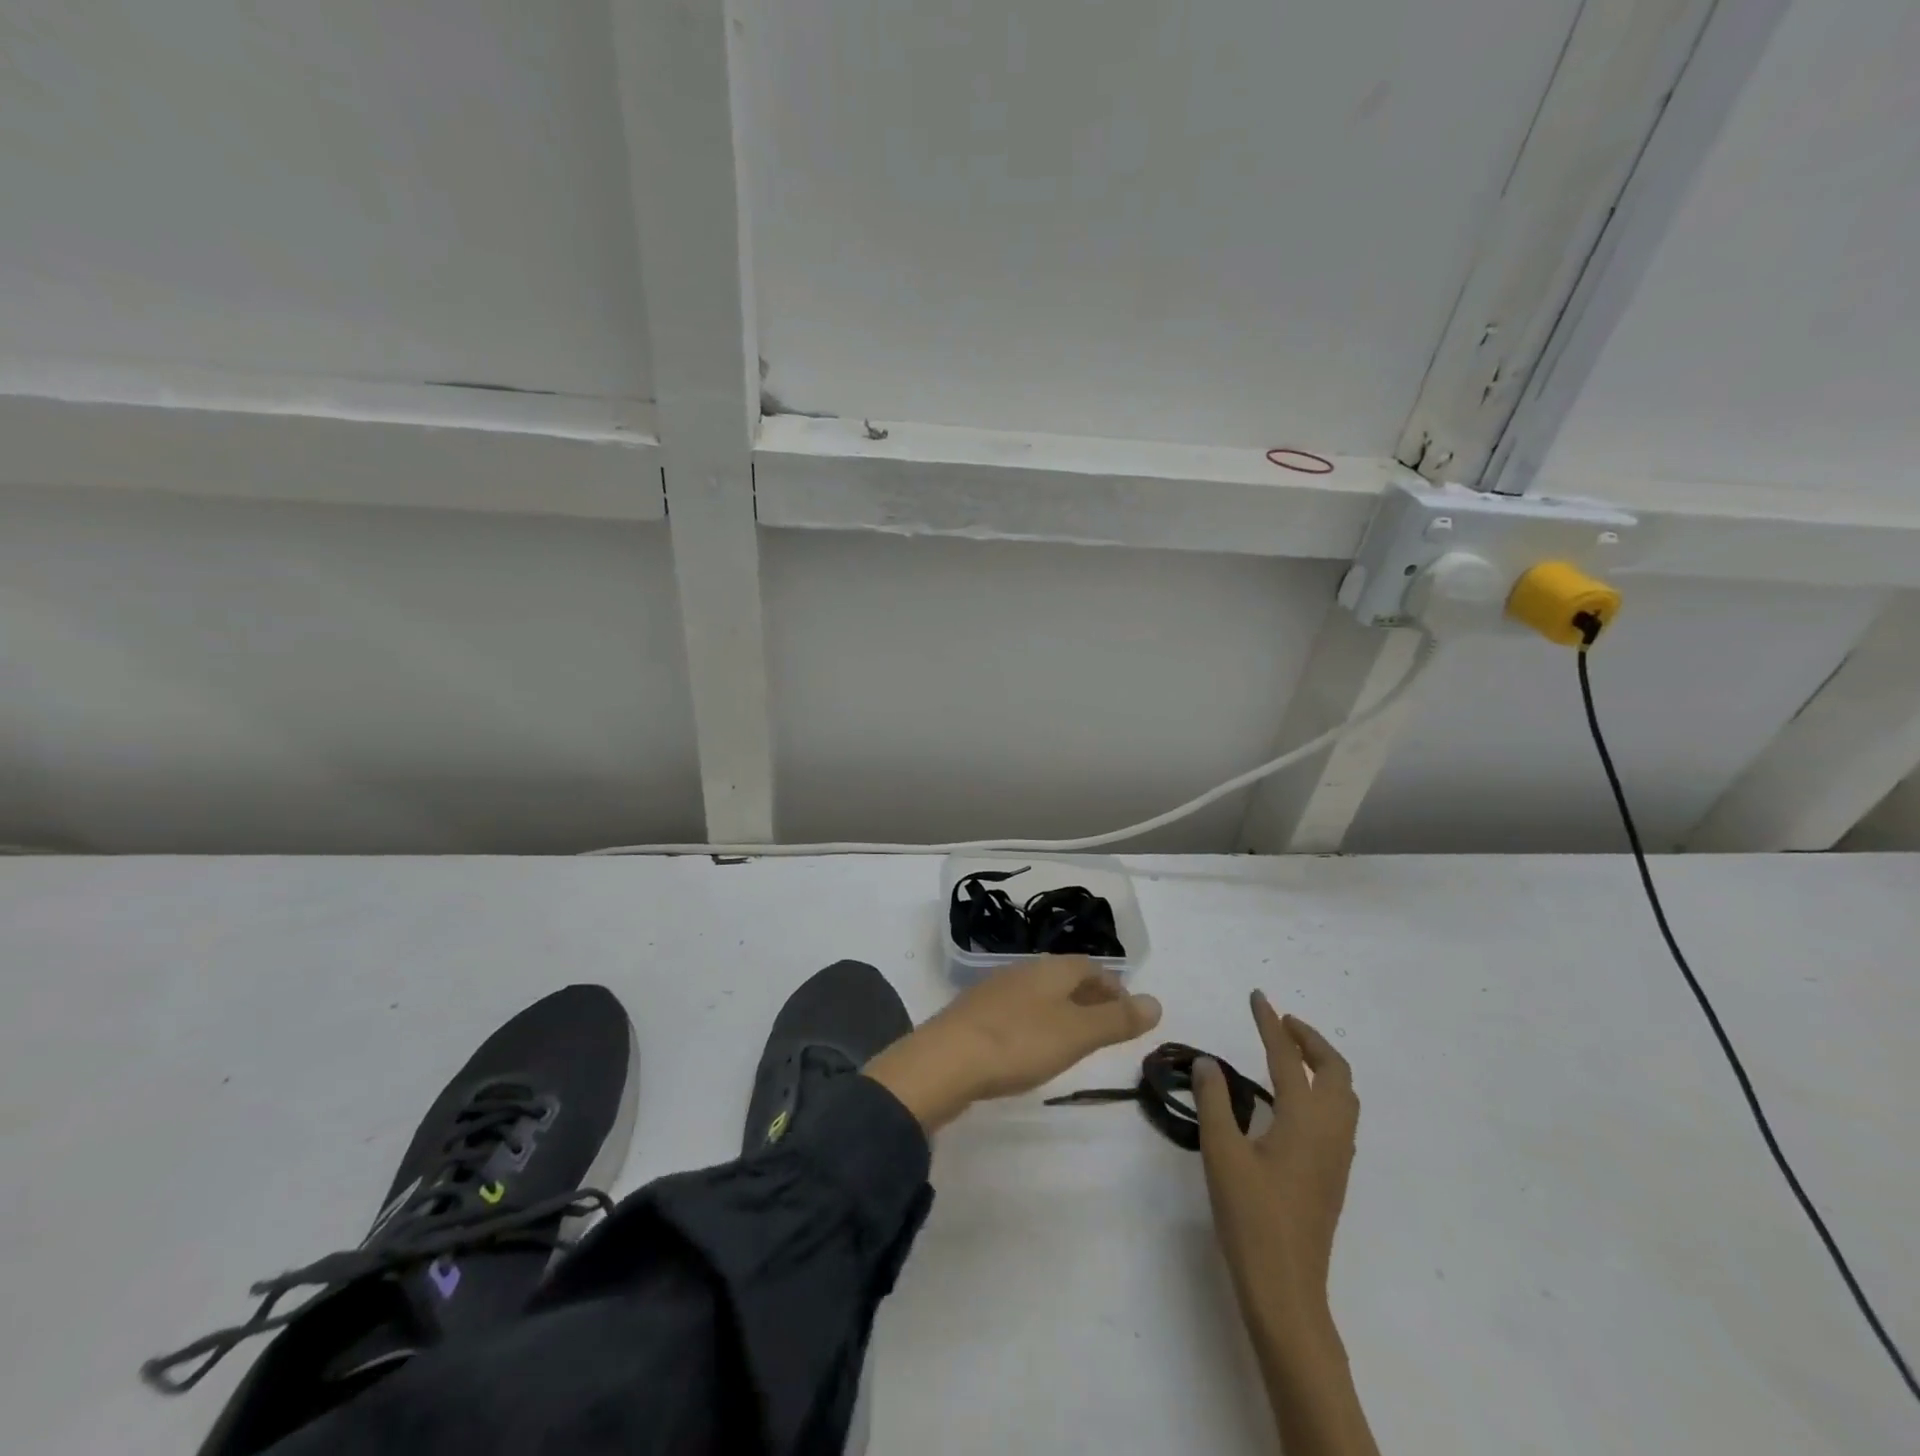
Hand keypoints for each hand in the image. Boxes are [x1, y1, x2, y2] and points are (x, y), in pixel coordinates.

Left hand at [865, 956, 1161, 1132]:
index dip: (1112, 985)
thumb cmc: (1019, 1042)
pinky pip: (1016, 1012)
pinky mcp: (974, 1016)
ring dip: (1061, 1011)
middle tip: (1107, 1026)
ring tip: (1074, 1039)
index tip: (1127, 1010)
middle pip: (1063, 978)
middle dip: (1088, 997)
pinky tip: (1031, 1047)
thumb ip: (1116, 1019)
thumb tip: (1156, 1002)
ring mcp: (994, 992)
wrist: (946, 1060)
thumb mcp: (1076, 1033)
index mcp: (1049, 970)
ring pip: (1039, 995)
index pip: (1089, 967)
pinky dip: (1035, 1024)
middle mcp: (1022, 972)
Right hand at [1193, 992, 1357, 1349]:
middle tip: (1280, 1024)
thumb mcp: (1221, 1153)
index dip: (1271, 1024)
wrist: (1286, 1288)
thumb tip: (1208, 1062)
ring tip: (1288, 1054)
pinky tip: (1294, 1100)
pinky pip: (1340, 1115)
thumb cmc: (1251, 1217)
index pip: (1288, 1058)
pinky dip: (1323, 1089)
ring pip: (1344, 1094)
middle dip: (1310, 1040)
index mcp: (1304, 1120)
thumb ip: (1214, 1101)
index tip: (1257, 996)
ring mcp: (1337, 1156)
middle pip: (1335, 1071)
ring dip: (1321, 1064)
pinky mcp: (1333, 1174)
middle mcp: (1330, 1131)